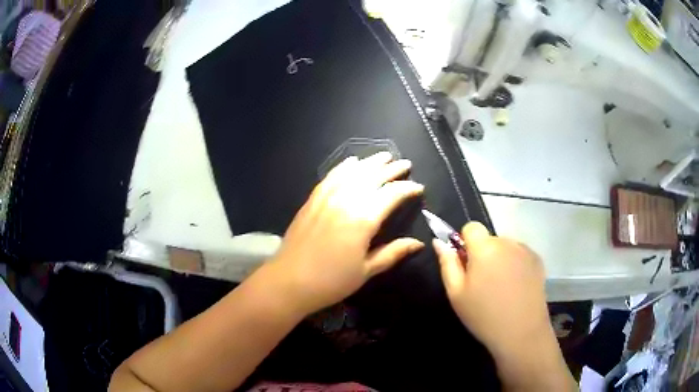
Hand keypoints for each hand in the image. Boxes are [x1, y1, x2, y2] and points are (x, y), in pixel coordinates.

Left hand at [271, 152, 424, 314]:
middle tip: (405, 164)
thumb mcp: (366, 270)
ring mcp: (327, 197)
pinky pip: (331, 177)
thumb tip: (418, 243)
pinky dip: (343, 167)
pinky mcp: (312, 200)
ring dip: (370, 163)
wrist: (289, 281)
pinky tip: (351, 162)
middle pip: (373, 177)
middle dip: (392, 169)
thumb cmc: (332, 281)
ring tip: (384, 156)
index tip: (419, 187)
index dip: (407, 189)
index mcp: (363, 219)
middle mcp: (346, 201)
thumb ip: (393, 253)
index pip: (391, 195)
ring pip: (353, 173)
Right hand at [433, 222, 549, 355]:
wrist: (521, 332)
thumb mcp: (456, 294)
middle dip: (483, 253)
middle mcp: (507, 242)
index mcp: (485, 248)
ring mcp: (525, 250)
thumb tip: (439, 242)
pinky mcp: (537, 260)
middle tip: (482, 282)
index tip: (466, 265)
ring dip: (499, 258)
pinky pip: (519, 254)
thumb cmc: (483, 315)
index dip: (465, 243)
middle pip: (489, 239)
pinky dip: (514, 264)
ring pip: (505, 246)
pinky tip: (515, 287)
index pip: (471, 227)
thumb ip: (447, 263)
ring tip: (501, 286)